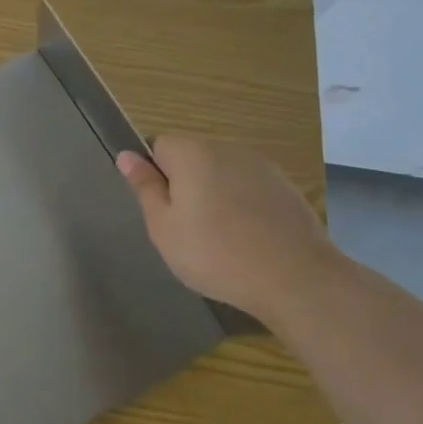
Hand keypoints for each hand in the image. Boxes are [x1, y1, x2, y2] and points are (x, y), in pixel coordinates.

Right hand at [117, 133, 341, 326]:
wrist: (296, 278)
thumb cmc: (215, 254)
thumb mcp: (164, 227)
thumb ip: (145, 187)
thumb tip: (126, 155)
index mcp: (192, 153)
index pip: (159, 145)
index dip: (155, 175)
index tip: (163, 210)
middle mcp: (227, 148)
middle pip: (192, 157)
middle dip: (185, 184)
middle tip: (186, 229)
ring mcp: (261, 165)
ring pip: (222, 173)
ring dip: (215, 194)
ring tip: (221, 238)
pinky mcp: (286, 186)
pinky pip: (249, 188)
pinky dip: (243, 205)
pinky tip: (249, 239)